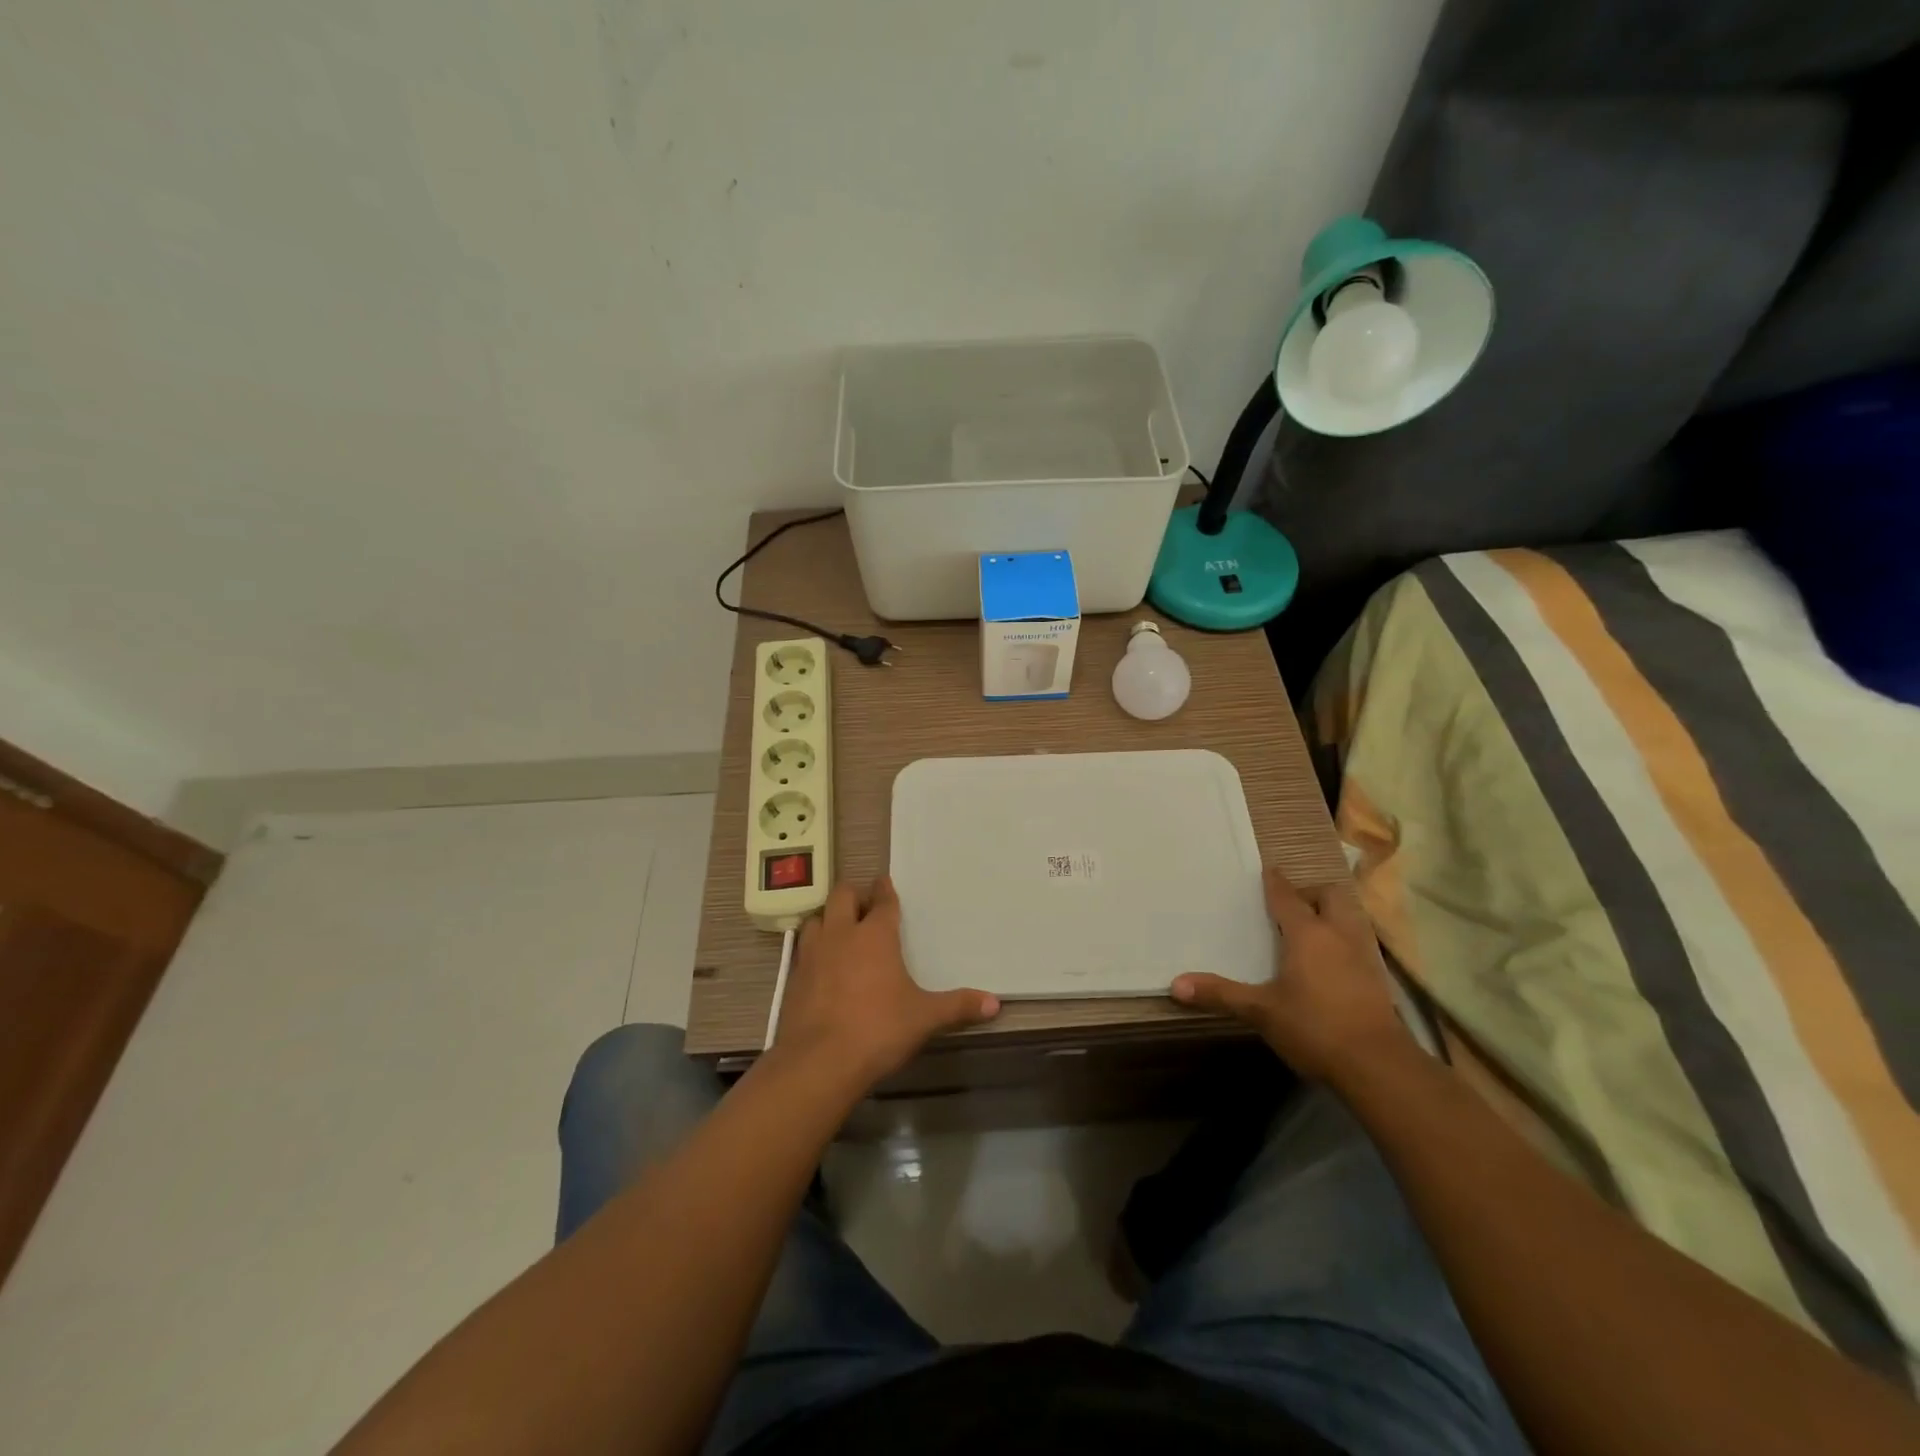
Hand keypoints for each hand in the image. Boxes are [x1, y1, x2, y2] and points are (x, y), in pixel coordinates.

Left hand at [772, 877, 999, 1087]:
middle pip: (842, 896)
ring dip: (829, 919)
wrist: (819, 1062)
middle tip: (865, 906)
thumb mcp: (924, 1018)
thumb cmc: (878, 1029)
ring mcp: (813, 954)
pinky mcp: (794, 977)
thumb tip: (995, 1003)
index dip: (885, 890)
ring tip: (841, 930)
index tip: (886, 883)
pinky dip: (813, 948)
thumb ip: (958, 1006)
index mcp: (875, 935)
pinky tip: (822, 966)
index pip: (882, 901)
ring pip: (816, 918)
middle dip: (854, 895)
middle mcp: (841, 935)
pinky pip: (803, 949)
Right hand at [1171, 866, 1405, 1081]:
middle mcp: (1338, 934)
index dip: (1274, 882)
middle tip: (1289, 907)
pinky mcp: (1378, 976)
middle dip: (1310, 893)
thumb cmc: (1314, 1027)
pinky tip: (1332, 960)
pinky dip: (1344, 939)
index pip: (1287, 896)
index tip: (1266, 871)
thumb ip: (1220, 994)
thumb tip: (1175, 984)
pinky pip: (1359, 940)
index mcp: (1307, 934)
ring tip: (1310, 929)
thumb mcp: (1260, 1011)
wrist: (1377, 1065)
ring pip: (1350, 916)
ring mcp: (1364, 954)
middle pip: (1329, 895)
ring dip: (1331, 914)